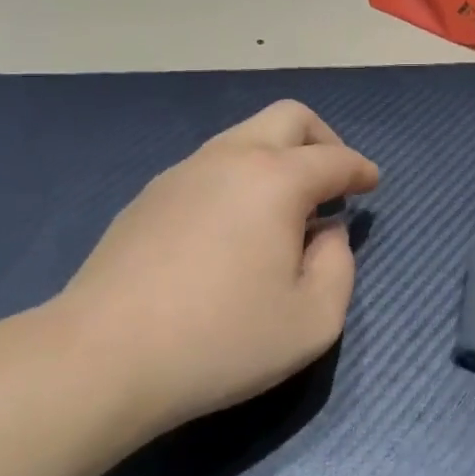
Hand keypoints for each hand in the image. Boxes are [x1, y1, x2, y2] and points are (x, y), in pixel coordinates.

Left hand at [53, 100, 378, 436]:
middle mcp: (230, 158)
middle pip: (289, 117)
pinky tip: (235, 226)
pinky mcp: (149, 196)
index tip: (372, 183)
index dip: (361, 169)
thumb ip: (339, 267)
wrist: (102, 357)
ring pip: (245, 136)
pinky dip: (241, 177)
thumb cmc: (220, 340)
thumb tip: (328, 233)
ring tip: (286, 209)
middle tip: (334, 180)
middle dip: (323, 139)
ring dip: (278, 157)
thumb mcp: (312, 321)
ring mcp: (183, 172)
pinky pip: (211, 165)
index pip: (335, 159)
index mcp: (275, 179)